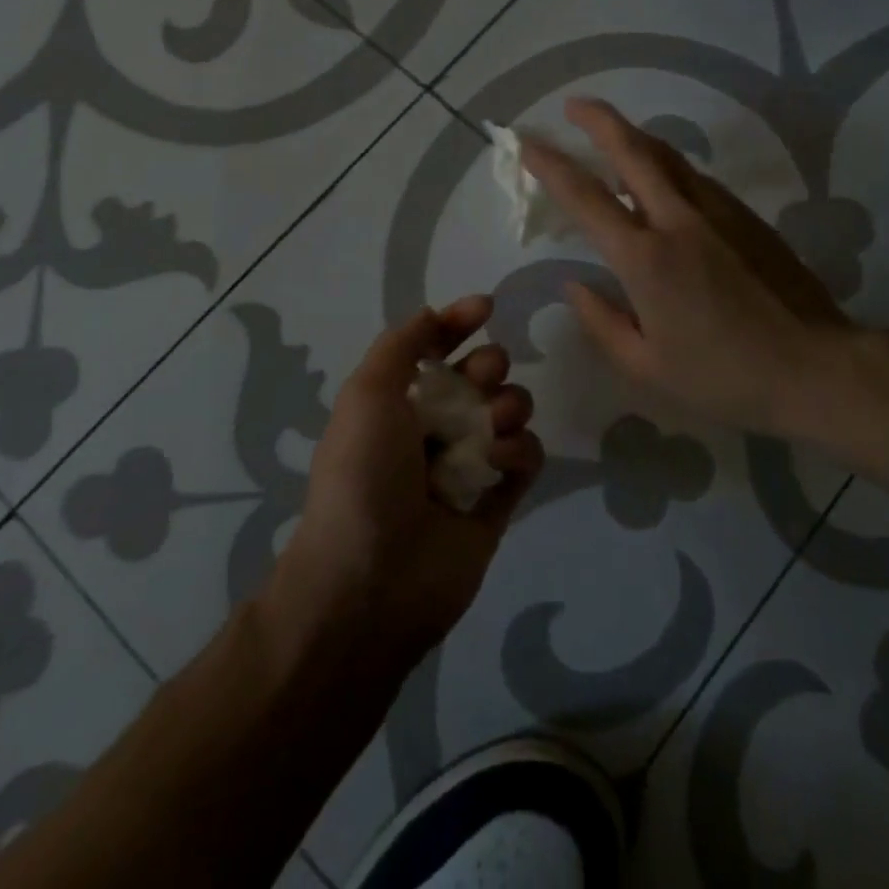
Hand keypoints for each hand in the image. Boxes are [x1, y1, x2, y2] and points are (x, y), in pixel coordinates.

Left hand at [267, 297, 543, 672]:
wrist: (371, 581)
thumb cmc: (363, 475)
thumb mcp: (367, 392)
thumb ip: (402, 343)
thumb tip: (436, 313)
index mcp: (398, 401)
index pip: (436, 348)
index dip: (459, 323)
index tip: (486, 307)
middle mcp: (434, 427)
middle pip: (482, 375)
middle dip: (489, 366)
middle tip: (483, 379)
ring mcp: (468, 464)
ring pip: (510, 411)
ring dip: (509, 405)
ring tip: (493, 426)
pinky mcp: (497, 501)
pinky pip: (526, 458)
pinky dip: (520, 451)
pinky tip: (501, 464)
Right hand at [522, 97, 853, 438]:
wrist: (817, 367)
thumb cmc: (724, 376)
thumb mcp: (647, 366)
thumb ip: (602, 322)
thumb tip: (574, 285)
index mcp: (645, 258)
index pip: (585, 197)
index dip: (550, 164)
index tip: (526, 142)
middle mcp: (678, 219)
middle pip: (633, 149)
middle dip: (598, 119)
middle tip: (573, 105)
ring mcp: (718, 210)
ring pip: (668, 156)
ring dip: (634, 137)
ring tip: (612, 135)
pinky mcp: (746, 215)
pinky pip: (694, 177)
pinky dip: (666, 165)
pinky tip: (661, 181)